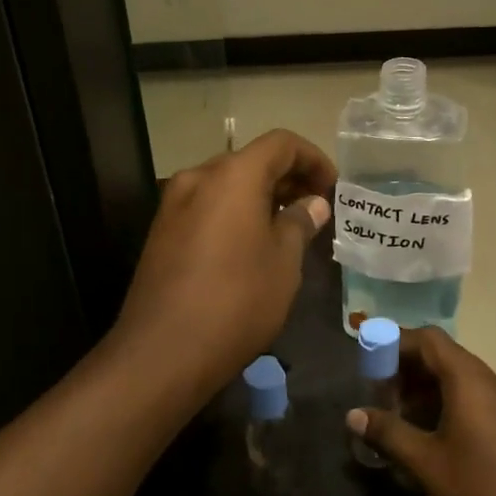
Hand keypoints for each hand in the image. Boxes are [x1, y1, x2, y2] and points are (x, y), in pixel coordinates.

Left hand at [112, 130, 334, 395]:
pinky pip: (207, 207)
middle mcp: (199, 178)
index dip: (313, 159)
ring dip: (261, 197)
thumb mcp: (283, 262)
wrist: (163, 352)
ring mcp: (174, 204)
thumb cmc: (237, 300)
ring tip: (288, 228)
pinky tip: (252, 245)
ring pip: (227, 185)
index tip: (333, 188)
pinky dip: (235, 213)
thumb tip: (312, 204)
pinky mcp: (162, 232)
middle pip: (251, 161)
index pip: (281, 144)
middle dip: (288, 178)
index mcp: (233, 175)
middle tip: (316, 209)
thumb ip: (299, 223)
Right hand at [348, 328, 495, 495]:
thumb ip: (389, 433)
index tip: (366, 359)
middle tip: (377, 394)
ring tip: (396, 417)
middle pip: (444, 357)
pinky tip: (427, 436)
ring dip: (425, 389)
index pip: (429, 340)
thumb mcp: (427, 466)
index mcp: (472, 383)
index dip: (395, 342)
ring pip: (459, 380)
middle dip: (406, 369)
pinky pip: (474, 400)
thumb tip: (353, 414)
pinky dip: (445, 405)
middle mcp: (493, 384)